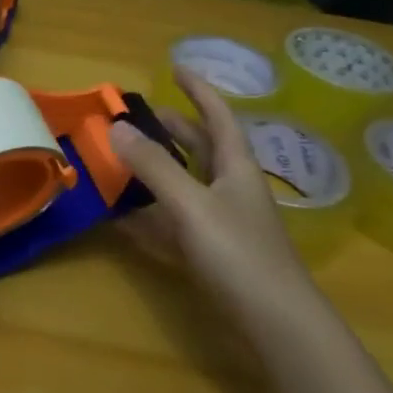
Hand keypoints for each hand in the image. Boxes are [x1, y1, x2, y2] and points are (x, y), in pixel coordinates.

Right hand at [111, 68, 321, 340]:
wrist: (276, 324)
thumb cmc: (239, 254)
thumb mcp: (191, 205)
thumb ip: (154, 167)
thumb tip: (117, 127)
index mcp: (236, 167)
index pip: (218, 116)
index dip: (198, 90)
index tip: (175, 67)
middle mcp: (232, 189)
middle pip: (203, 148)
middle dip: (174, 128)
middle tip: (141, 116)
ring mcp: (223, 223)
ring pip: (187, 185)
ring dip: (158, 171)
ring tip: (125, 160)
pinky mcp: (212, 255)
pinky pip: (175, 224)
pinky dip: (151, 216)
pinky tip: (124, 219)